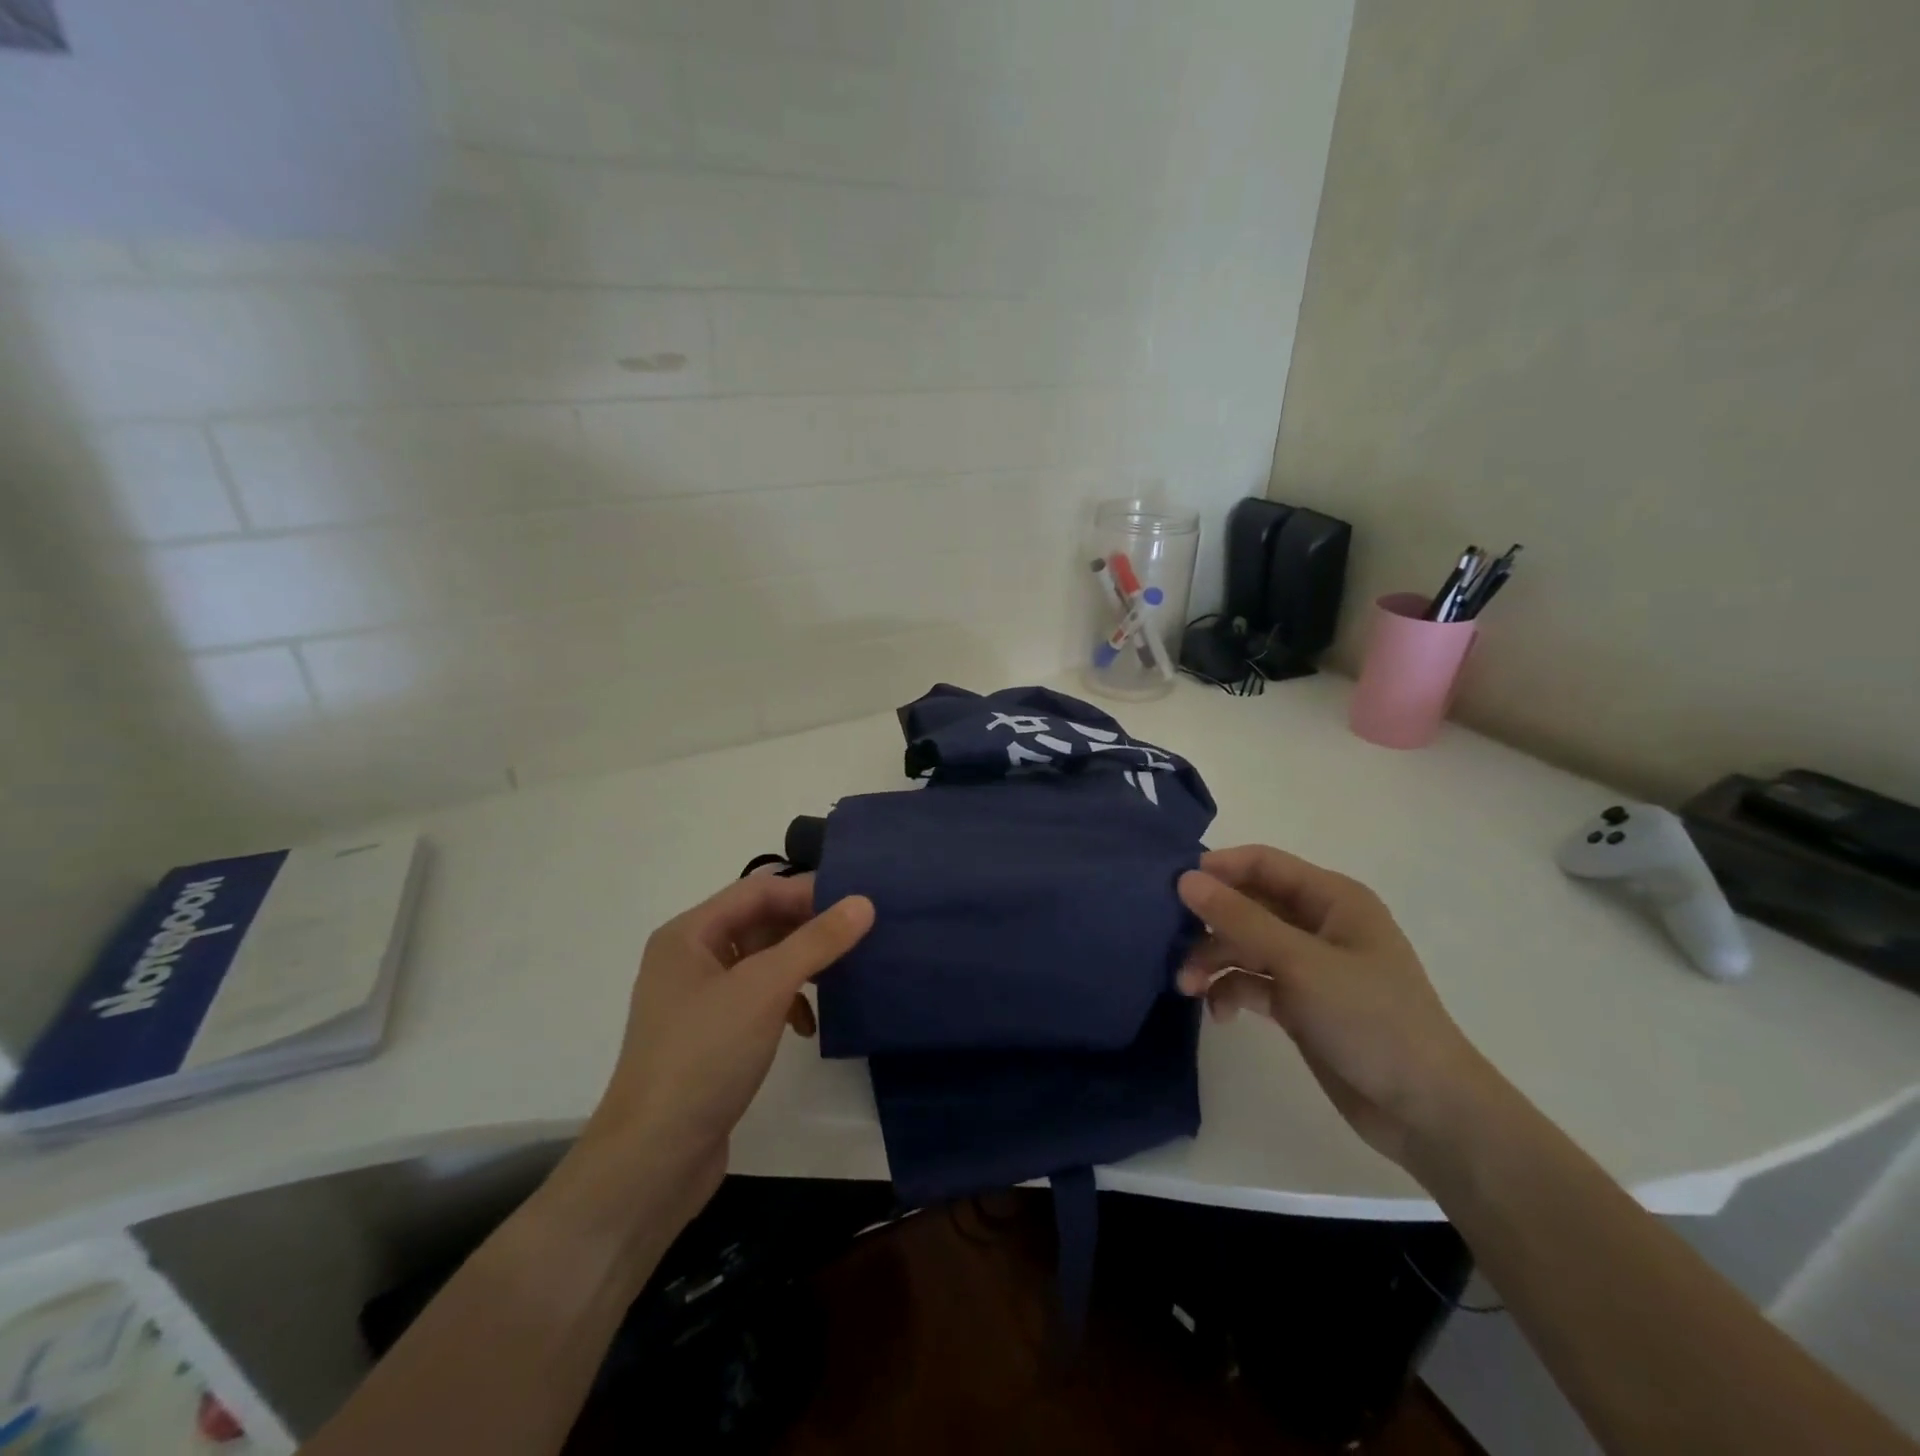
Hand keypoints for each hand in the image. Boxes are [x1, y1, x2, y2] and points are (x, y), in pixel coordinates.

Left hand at [566, 873, 873, 1229]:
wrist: (652, 1160)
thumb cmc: (705, 1057)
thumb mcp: (766, 989)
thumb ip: (816, 941)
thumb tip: (864, 902)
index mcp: (688, 935)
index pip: (757, 890)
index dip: (807, 892)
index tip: (856, 906)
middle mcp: (688, 959)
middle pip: (758, 922)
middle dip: (806, 929)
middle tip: (856, 938)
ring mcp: (696, 1000)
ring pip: (760, 962)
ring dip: (799, 967)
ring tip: (840, 977)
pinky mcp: (709, 1037)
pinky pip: (755, 1000)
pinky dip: (785, 1003)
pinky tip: (807, 1026)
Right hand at [1176, 845, 1495, 1167]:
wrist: (1425, 1111)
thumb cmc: (1371, 1019)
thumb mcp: (1300, 963)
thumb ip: (1240, 919)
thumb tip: (1185, 878)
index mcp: (1332, 898)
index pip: (1263, 864)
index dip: (1218, 868)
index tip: (1172, 886)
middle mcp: (1318, 924)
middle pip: (1248, 904)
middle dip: (1209, 921)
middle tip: (1168, 939)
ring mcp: (1308, 965)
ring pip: (1244, 945)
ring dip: (1213, 959)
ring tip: (1185, 985)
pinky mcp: (1299, 1002)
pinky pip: (1252, 982)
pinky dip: (1230, 990)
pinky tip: (1219, 1013)